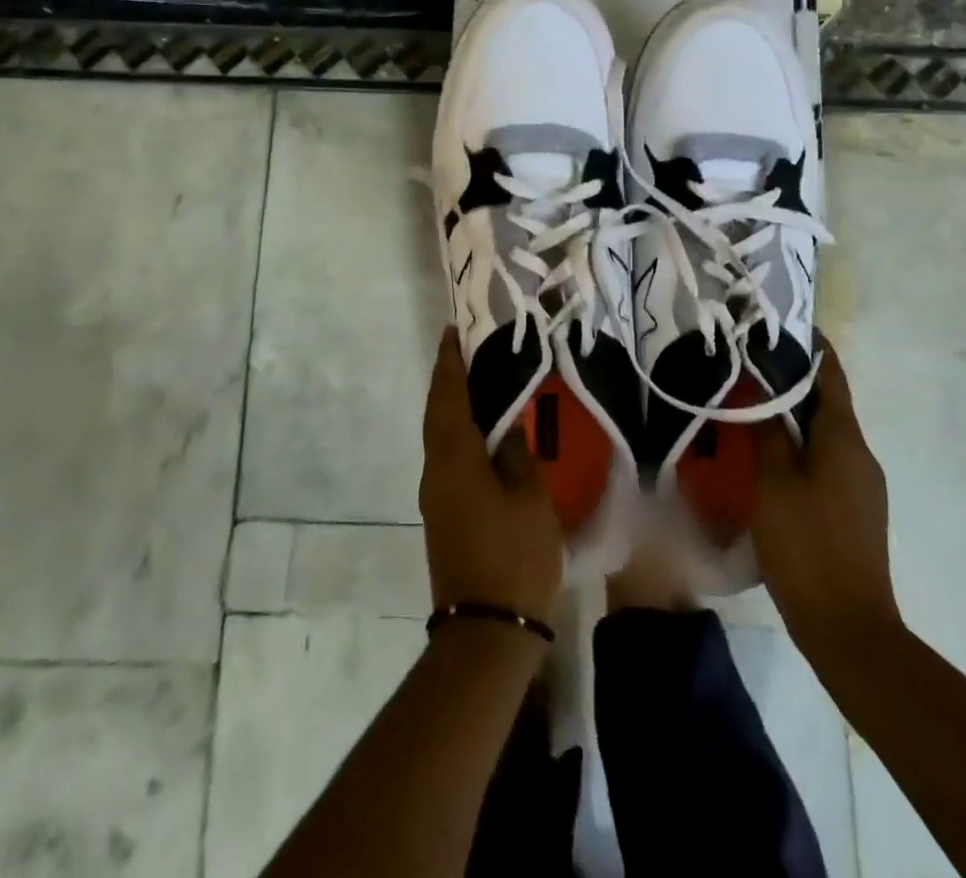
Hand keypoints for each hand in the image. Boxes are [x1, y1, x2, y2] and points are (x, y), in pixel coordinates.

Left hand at [419, 329, 564, 624]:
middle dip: (447, 380)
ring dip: (452, 406)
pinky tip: (480, 433)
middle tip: (466, 351)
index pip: (447, 397)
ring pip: (440, 436)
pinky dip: (458, 434)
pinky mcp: (443, 516)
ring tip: (477, 383)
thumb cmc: (514, 557)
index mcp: (454, 459)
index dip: (449, 363)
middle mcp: (435, 471)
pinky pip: (447, 458)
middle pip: (437, 414)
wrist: (486, 632)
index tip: (452, 332)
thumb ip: (516, 456)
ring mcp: (435, 496)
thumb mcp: (530, 499)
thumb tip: (506, 430)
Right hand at [751, 336, 899, 658]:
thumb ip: (768, 432)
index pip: (830, 375)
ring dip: (794, 414)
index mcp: (845, 440)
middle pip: (827, 402)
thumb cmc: (807, 546)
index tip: (779, 322)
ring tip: (751, 402)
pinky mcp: (854, 508)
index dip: (810, 346)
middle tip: (749, 361)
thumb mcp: (774, 484)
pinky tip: (768, 453)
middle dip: (793, 379)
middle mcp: (860, 454)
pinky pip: (825, 459)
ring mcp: (861, 484)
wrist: (849, 628)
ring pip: (824, 432)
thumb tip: (760, 388)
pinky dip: (799, 444)